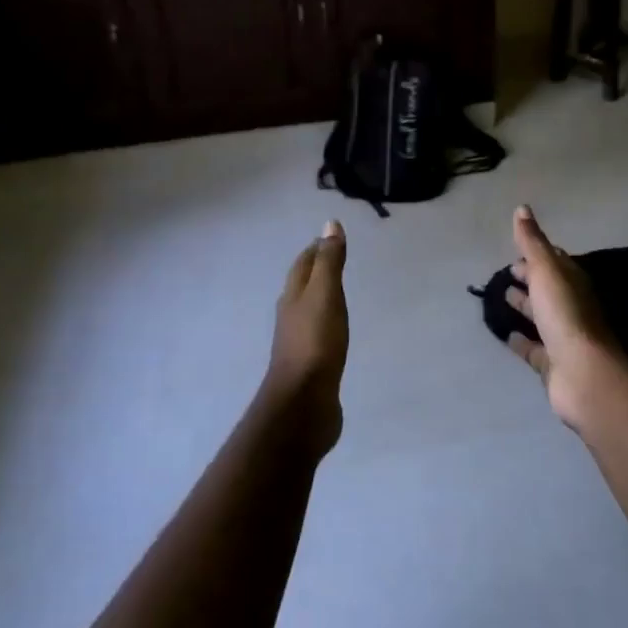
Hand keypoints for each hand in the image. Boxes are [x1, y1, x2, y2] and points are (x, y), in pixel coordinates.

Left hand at [263, 220, 348, 451]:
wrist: (303, 403)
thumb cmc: (316, 343)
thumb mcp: (326, 295)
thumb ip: (329, 262)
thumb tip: (329, 224)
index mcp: (293, 296)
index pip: (303, 264)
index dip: (316, 249)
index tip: (329, 237)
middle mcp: (291, 316)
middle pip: (302, 285)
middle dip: (315, 270)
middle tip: (334, 259)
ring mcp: (299, 342)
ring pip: (309, 310)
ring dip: (320, 297)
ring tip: (335, 291)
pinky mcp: (310, 366)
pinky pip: (319, 335)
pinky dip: (327, 323)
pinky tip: (335, 331)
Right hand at [503, 205, 627, 429]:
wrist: (583, 374)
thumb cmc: (565, 315)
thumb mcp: (547, 270)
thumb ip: (533, 242)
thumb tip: (522, 208)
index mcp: (573, 283)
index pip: (556, 262)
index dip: (539, 254)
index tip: (518, 249)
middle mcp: (571, 308)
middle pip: (549, 289)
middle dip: (531, 278)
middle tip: (509, 272)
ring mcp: (563, 337)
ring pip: (542, 317)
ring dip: (525, 306)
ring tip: (503, 297)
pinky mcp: (553, 364)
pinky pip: (535, 349)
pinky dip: (522, 341)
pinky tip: (507, 335)